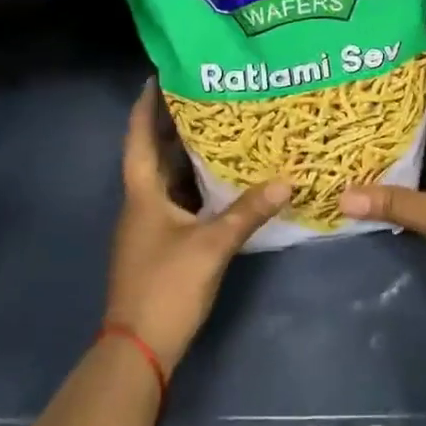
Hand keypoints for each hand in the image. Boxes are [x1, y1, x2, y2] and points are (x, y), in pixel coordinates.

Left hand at [107, 81, 290, 369]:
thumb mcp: (211, 245)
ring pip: (170, 178)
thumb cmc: (166, 287)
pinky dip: (198, 184)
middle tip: (209, 93)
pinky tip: (224, 178)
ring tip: (222, 126)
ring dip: (189, 153)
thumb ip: (248, 211)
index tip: (162, 75)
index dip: (147, 105)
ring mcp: (151, 226)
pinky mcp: (163, 244)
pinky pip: (181, 200)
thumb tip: (287, 179)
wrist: (139, 350)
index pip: (140, 137)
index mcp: (143, 194)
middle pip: (156, 154)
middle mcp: (142, 203)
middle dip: (176, 123)